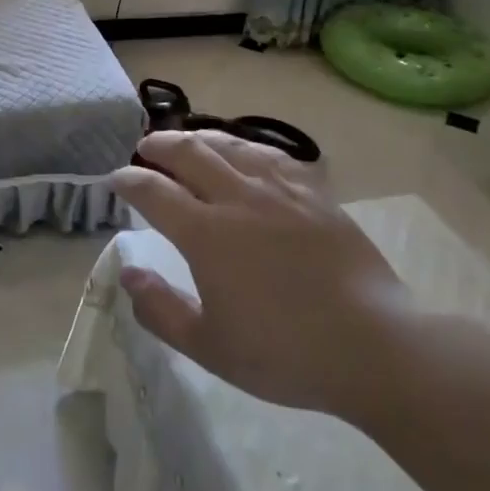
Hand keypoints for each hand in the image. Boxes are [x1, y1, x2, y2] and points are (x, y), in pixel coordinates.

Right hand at [111, 130, 405, 416]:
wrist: (373, 345)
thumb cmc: (285, 353)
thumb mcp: (210, 347)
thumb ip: (161, 309)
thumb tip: (128, 273)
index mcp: (206, 234)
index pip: (154, 191)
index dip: (128, 180)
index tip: (116, 178)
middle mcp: (237, 198)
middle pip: (188, 153)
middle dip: (158, 146)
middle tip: (145, 148)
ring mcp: (278, 189)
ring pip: (229, 145)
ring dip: (199, 138)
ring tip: (186, 140)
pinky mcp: (313, 192)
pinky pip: (271, 155)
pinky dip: (246, 148)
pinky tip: (244, 153)